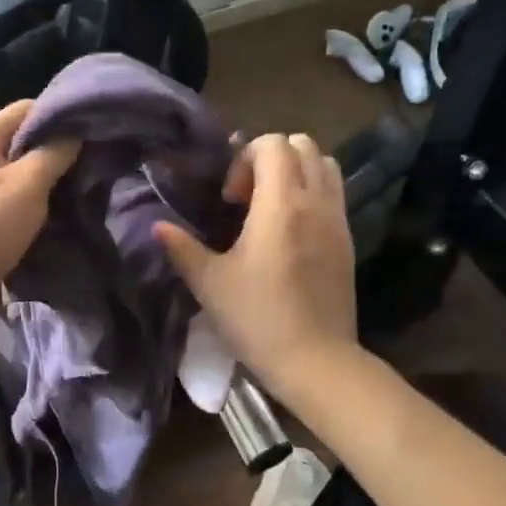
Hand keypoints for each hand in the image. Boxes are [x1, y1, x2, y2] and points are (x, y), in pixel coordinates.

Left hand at [0, 98, 79, 334]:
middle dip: (58, 150)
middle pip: (24, 141)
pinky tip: (62, 214)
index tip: (93, 128)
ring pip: (21, 174)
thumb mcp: (27, 184)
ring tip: (85, 187)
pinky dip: (36, 206)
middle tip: (96, 160)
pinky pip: (15, 202)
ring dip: (49, 182)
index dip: (60, 114)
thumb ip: (54, 153)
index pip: (26, 108)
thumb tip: (75, 131)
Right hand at [154, 133, 359, 395]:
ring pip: (325, 165)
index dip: (245, 157)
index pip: (273, 143)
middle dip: (271, 157)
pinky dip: (311, 193)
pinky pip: (334, 194)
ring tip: (270, 206)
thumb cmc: (258, 319)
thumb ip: (182, 248)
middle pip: (303, 144)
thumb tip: (156, 226)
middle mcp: (315, 202)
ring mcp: (338, 220)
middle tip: (247, 196)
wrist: (316, 361)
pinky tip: (289, 231)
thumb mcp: (209, 283)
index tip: (230, 198)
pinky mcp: (348, 240)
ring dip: (296, 171)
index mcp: (280, 205)